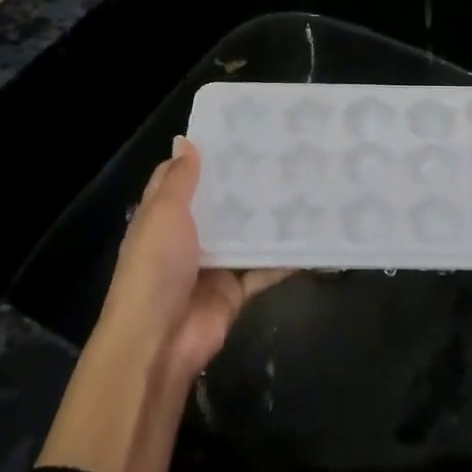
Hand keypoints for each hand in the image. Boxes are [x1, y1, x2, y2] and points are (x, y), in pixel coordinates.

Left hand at [37, 137, 286, 471]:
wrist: (160, 341)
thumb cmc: (156, 268)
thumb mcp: (163, 214)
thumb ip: (178, 180)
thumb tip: (186, 140)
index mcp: (163, 217)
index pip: (181, 178)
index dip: (204, 155)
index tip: (238, 130)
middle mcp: (188, 237)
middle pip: (220, 204)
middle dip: (246, 183)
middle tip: (286, 152)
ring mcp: (214, 264)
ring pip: (247, 233)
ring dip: (270, 216)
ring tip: (306, 183)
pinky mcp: (237, 289)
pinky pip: (266, 267)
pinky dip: (287, 256)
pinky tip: (315, 234)